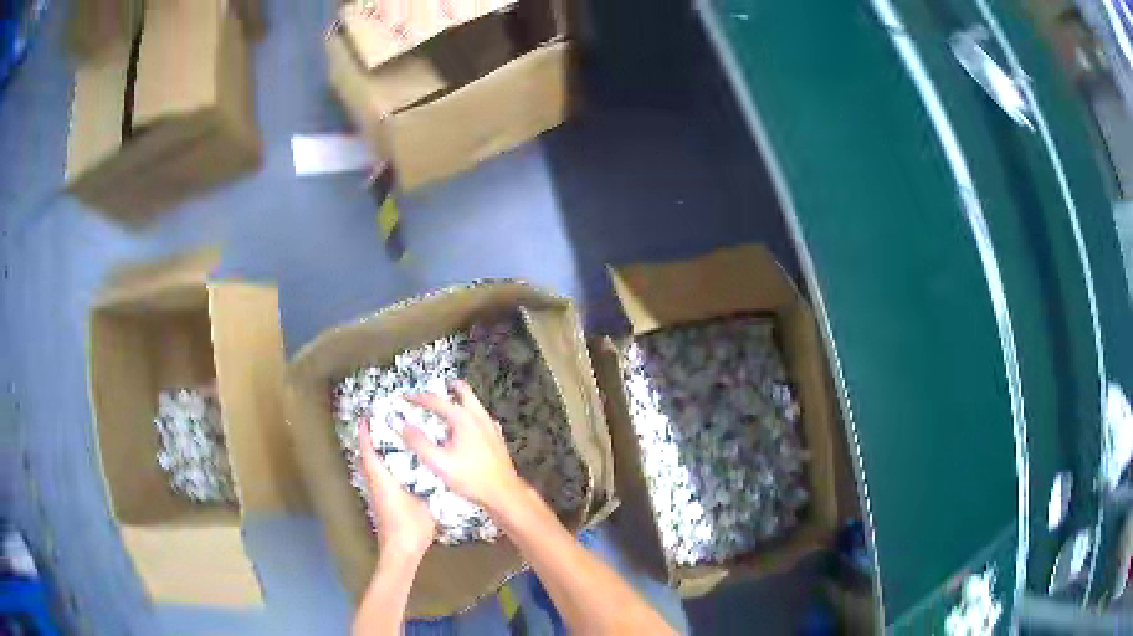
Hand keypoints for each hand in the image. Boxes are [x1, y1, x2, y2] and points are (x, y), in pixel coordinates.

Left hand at [359, 420, 435, 558]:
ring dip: (376, 454)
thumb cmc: (410, 525)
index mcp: (381, 479)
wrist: (401, 551)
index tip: (368, 417)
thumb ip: (428, 483)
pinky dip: (383, 467)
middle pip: (367, 458)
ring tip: (391, 442)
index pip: (369, 451)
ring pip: (371, 469)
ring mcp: (376, 495)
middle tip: (382, 425)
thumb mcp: (424, 501)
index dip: (366, 433)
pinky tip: (399, 468)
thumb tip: (437, 466)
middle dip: (371, 441)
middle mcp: (374, 484)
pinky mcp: (381, 504)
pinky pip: (378, 478)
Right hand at [403, 381, 524, 513]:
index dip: (418, 397)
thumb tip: (401, 425)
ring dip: (459, 400)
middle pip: (463, 391)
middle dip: (447, 388)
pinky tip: (465, 428)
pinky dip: (469, 415)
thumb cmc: (471, 478)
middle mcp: (478, 416)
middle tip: (433, 391)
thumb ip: (419, 443)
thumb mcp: (439, 463)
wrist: (504, 493)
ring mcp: (490, 426)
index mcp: (463, 419)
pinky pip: (480, 417)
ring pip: (474, 403)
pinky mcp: (496, 437)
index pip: (436, 401)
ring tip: (445, 408)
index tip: (404, 396)